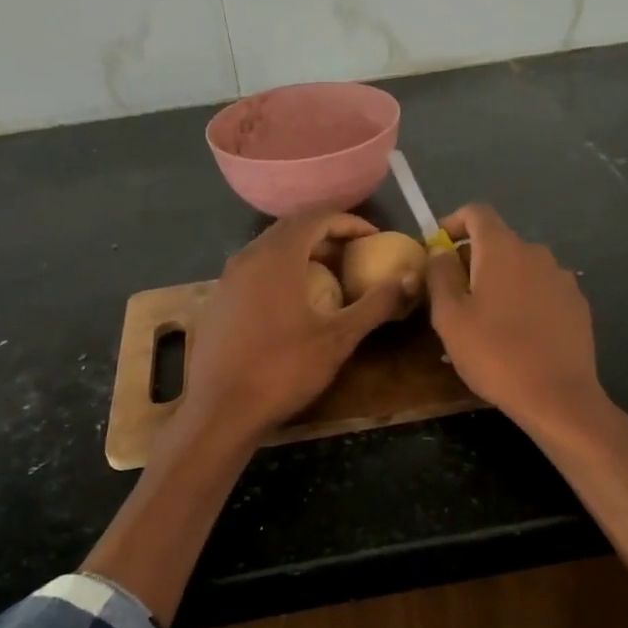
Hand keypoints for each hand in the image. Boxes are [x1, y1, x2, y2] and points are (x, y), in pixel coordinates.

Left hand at [185, 210, 409, 440]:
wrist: (222, 410)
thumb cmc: (283, 369)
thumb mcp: (339, 338)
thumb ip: (376, 304)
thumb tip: (409, 279)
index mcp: (278, 256)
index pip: (317, 217)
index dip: (349, 222)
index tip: (372, 238)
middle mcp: (248, 256)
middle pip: (291, 228)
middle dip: (326, 234)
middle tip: (353, 254)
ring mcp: (227, 279)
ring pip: (269, 249)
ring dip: (301, 253)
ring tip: (328, 277)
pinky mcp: (217, 301)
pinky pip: (253, 270)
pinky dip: (279, 272)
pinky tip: (292, 303)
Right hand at [427, 204, 607, 436]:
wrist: (557, 396)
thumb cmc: (494, 354)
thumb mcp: (450, 317)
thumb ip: (439, 276)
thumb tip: (439, 251)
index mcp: (502, 249)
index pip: (477, 213)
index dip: (454, 222)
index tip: (437, 245)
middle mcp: (536, 253)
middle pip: (499, 242)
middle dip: (473, 259)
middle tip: (454, 295)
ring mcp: (562, 278)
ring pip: (522, 268)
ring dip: (500, 282)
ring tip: (486, 320)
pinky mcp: (577, 305)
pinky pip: (542, 290)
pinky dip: (524, 300)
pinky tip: (518, 334)